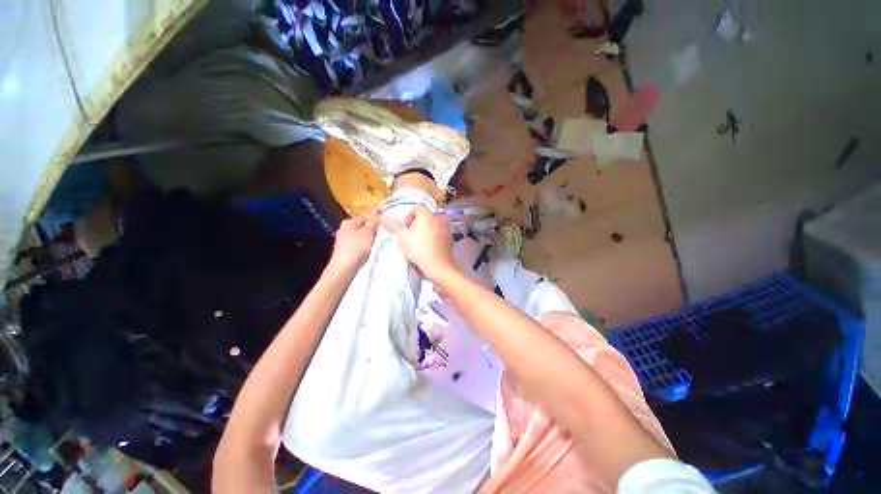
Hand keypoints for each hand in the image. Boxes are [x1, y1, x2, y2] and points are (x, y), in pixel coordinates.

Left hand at [329, 211, 379, 269]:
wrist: (344, 268)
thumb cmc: (357, 247)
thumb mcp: (368, 232)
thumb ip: (373, 221)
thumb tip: (377, 209)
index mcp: (348, 222)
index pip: (365, 218)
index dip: (376, 222)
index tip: (385, 228)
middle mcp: (343, 229)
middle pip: (362, 227)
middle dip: (372, 231)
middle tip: (382, 237)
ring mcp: (342, 240)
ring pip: (360, 237)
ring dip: (368, 240)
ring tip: (376, 245)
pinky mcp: (344, 250)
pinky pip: (357, 245)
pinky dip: (363, 247)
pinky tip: (368, 251)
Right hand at [380, 205, 455, 280]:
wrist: (438, 266)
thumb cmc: (418, 249)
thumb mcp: (402, 237)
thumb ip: (393, 226)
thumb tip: (383, 217)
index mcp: (427, 214)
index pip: (417, 207)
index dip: (408, 216)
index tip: (406, 228)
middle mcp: (439, 217)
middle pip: (426, 216)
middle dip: (417, 223)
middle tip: (411, 236)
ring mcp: (447, 228)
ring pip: (434, 224)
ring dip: (426, 230)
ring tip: (421, 243)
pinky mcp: (451, 238)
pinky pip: (440, 233)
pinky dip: (435, 236)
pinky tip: (430, 247)